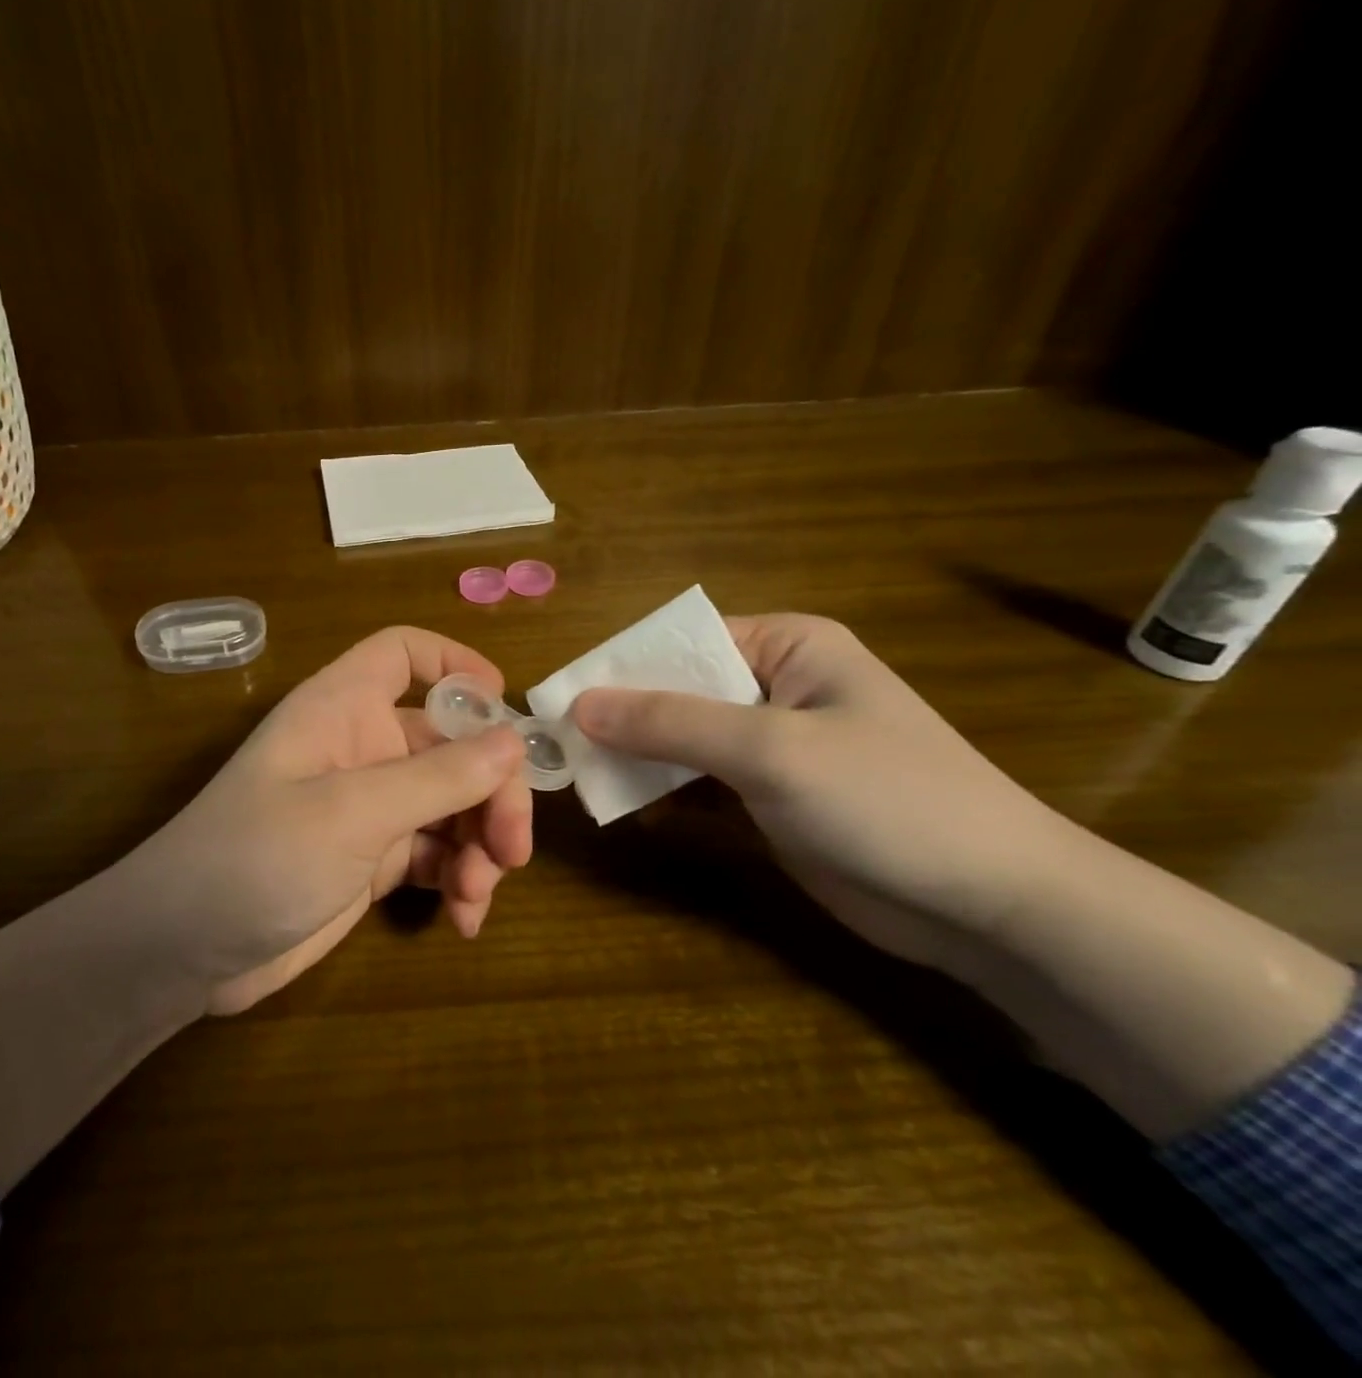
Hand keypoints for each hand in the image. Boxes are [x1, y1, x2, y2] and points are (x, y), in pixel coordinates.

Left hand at [117, 626, 534, 1014]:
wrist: (184, 951)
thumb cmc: (257, 857)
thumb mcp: (352, 813)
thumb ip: (438, 777)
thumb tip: (514, 741)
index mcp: (343, 708)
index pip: (401, 654)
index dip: (454, 664)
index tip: (504, 706)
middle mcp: (361, 747)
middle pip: (450, 742)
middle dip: (490, 790)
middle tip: (513, 848)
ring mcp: (369, 806)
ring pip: (451, 803)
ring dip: (479, 843)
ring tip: (478, 893)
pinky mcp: (372, 859)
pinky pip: (436, 853)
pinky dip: (458, 878)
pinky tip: (464, 917)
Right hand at [570, 614, 1072, 978]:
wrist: (989, 906)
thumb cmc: (887, 800)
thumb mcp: (771, 750)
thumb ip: (670, 723)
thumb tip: (578, 703)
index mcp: (785, 646)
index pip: (680, 642)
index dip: (620, 667)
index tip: (558, 701)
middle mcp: (773, 685)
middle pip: (675, 690)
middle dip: (621, 718)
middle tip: (558, 746)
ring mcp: (770, 745)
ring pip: (680, 739)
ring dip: (634, 758)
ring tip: (578, 776)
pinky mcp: (766, 796)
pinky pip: (697, 781)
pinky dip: (660, 791)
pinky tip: (623, 807)